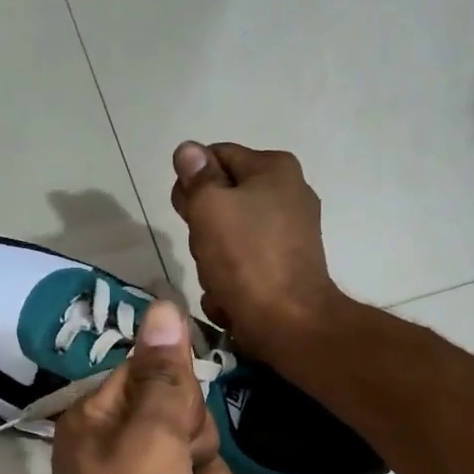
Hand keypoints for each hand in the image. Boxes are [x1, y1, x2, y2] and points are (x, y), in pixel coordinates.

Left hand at [31, 301, 234, 473]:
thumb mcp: (150, 442)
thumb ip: (164, 375)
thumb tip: (163, 303)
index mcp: (95, 416)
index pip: (147, 367)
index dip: (174, 387)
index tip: (179, 415)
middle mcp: (113, 443)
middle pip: (176, 405)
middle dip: (191, 432)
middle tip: (176, 463)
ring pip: (195, 446)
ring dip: (202, 470)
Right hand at [170, 142, 346, 358]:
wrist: (288, 322)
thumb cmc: (246, 258)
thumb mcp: (210, 208)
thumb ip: (197, 177)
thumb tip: (189, 150)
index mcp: (275, 169)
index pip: (215, 157)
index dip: (190, 182)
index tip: (183, 211)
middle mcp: (289, 195)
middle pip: (222, 199)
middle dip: (202, 226)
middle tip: (202, 247)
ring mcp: (290, 235)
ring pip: (228, 237)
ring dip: (212, 259)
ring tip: (217, 278)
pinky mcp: (286, 269)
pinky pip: (244, 265)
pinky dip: (232, 280)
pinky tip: (230, 296)